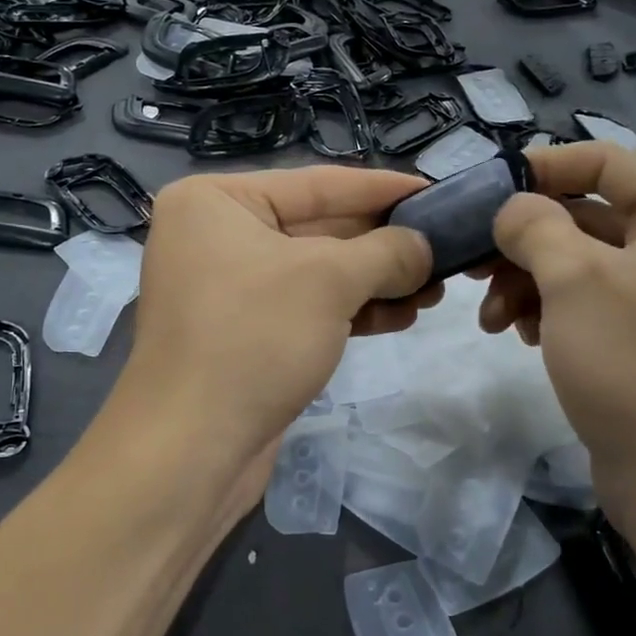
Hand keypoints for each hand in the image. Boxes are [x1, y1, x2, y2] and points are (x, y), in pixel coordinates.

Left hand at [117, 165, 436, 472]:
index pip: (318, 184)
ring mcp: (230, 288)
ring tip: (433, 291)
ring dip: (376, 282)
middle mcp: (217, 236)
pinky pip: (307, 308)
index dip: (383, 188)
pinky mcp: (246, 333)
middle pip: (320, 228)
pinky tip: (401, 317)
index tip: (436, 190)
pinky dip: (352, 311)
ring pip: (318, 273)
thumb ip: (386, 252)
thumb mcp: (328, 281)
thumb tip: (425, 246)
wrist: (190, 451)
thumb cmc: (253, 339)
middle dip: (384, 245)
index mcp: (217, 201)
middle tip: (445, 250)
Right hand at [476, 142, 635, 535]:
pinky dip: (551, 310)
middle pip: (588, 215)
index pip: (605, 161)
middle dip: (524, 242)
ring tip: (491, 319)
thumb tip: (511, 206)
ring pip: (583, 263)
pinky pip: (593, 302)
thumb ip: (533, 225)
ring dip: (528, 282)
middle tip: (471, 265)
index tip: (483, 190)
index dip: (540, 168)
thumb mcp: (573, 279)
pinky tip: (519, 335)